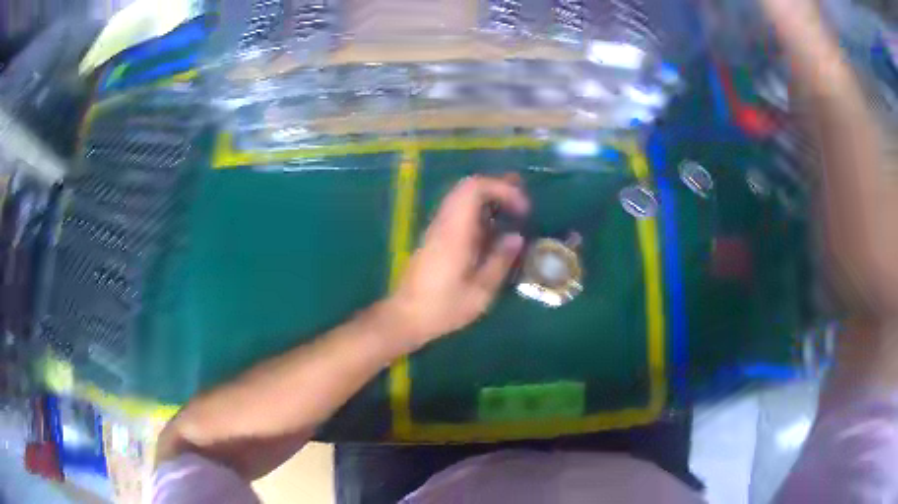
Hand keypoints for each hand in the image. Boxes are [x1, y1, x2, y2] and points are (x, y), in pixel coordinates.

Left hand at [383, 174, 528, 350]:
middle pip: (468, 187)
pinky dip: (479, 213)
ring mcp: (436, 229)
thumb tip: (516, 237)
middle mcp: (443, 223)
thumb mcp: (479, 292)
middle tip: (521, 204)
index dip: (502, 189)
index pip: (475, 189)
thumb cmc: (442, 308)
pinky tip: (492, 233)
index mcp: (454, 232)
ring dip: (489, 200)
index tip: (522, 209)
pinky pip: (458, 213)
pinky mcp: (434, 238)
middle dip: (498, 189)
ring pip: (462, 198)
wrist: (404, 317)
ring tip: (512, 215)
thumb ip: (500, 261)